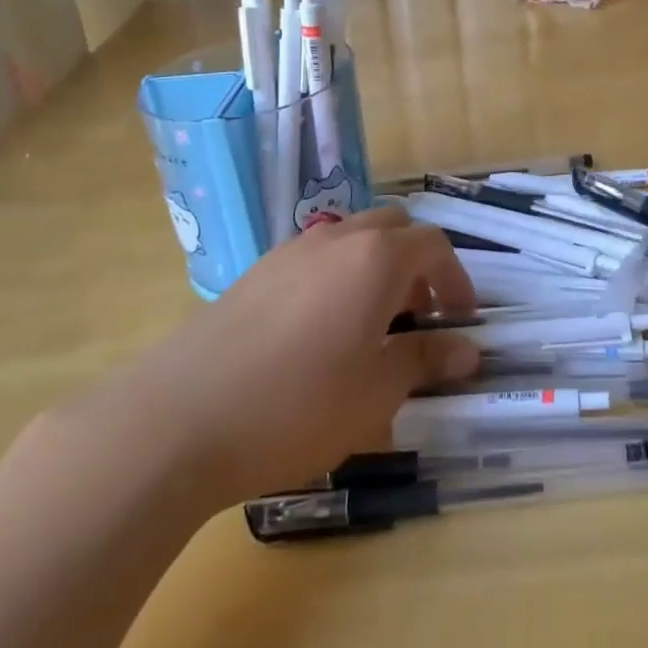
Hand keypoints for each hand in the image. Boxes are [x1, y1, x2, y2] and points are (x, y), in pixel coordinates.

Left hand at [57, 206, 478, 507]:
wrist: (179, 418)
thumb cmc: (298, 405)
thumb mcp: (376, 393)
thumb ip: (426, 361)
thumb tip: (468, 351)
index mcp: (376, 258)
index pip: (434, 246)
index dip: (456, 279)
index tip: (461, 320)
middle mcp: (336, 239)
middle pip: (393, 228)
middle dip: (417, 264)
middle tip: (419, 316)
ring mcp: (291, 251)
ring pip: (351, 239)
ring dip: (375, 268)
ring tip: (371, 326)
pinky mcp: (255, 272)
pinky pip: (314, 258)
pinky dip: (336, 277)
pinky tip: (319, 333)